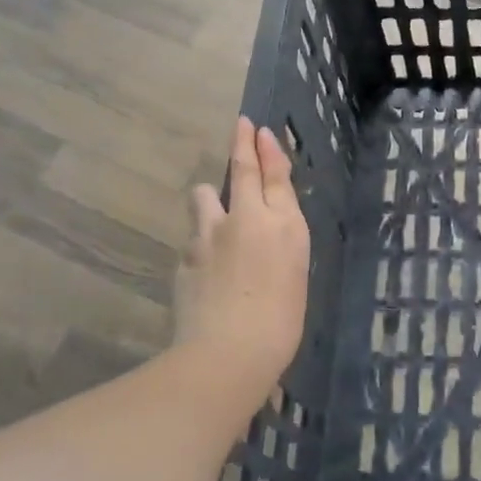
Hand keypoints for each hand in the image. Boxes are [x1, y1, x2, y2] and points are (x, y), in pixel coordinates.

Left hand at [173, 117, 309, 405]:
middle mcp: (247, 218)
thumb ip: (280, 243)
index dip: (269, 150)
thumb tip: (267, 232)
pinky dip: (200, 244)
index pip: (276, 175)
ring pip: (206, 196)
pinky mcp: (185, 255)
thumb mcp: (294, 275)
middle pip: (243, 169)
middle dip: (242, 143)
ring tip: (214, 214)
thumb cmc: (280, 324)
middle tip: (241, 125)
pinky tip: (205, 270)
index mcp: (285, 225)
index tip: (260, 130)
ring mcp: (210, 233)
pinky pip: (193, 238)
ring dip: (211, 199)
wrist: (228, 354)